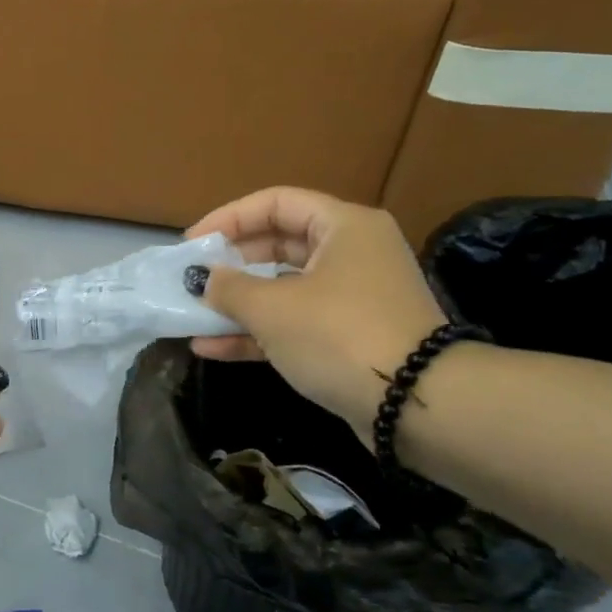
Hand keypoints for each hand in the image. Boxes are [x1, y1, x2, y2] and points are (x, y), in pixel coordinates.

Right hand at [186, 187, 447, 444]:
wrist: (417, 408)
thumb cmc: (339, 335)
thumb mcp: (272, 308)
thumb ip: (229, 287)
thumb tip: (205, 280)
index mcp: (344, 226)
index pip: (275, 203)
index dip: (229, 218)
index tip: (193, 243)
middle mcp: (352, 253)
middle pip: (279, 244)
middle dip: (231, 264)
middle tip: (193, 278)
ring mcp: (353, 298)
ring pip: (284, 288)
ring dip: (238, 303)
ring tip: (193, 314)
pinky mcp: (350, 338)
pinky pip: (295, 323)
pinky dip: (257, 332)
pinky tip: (211, 347)